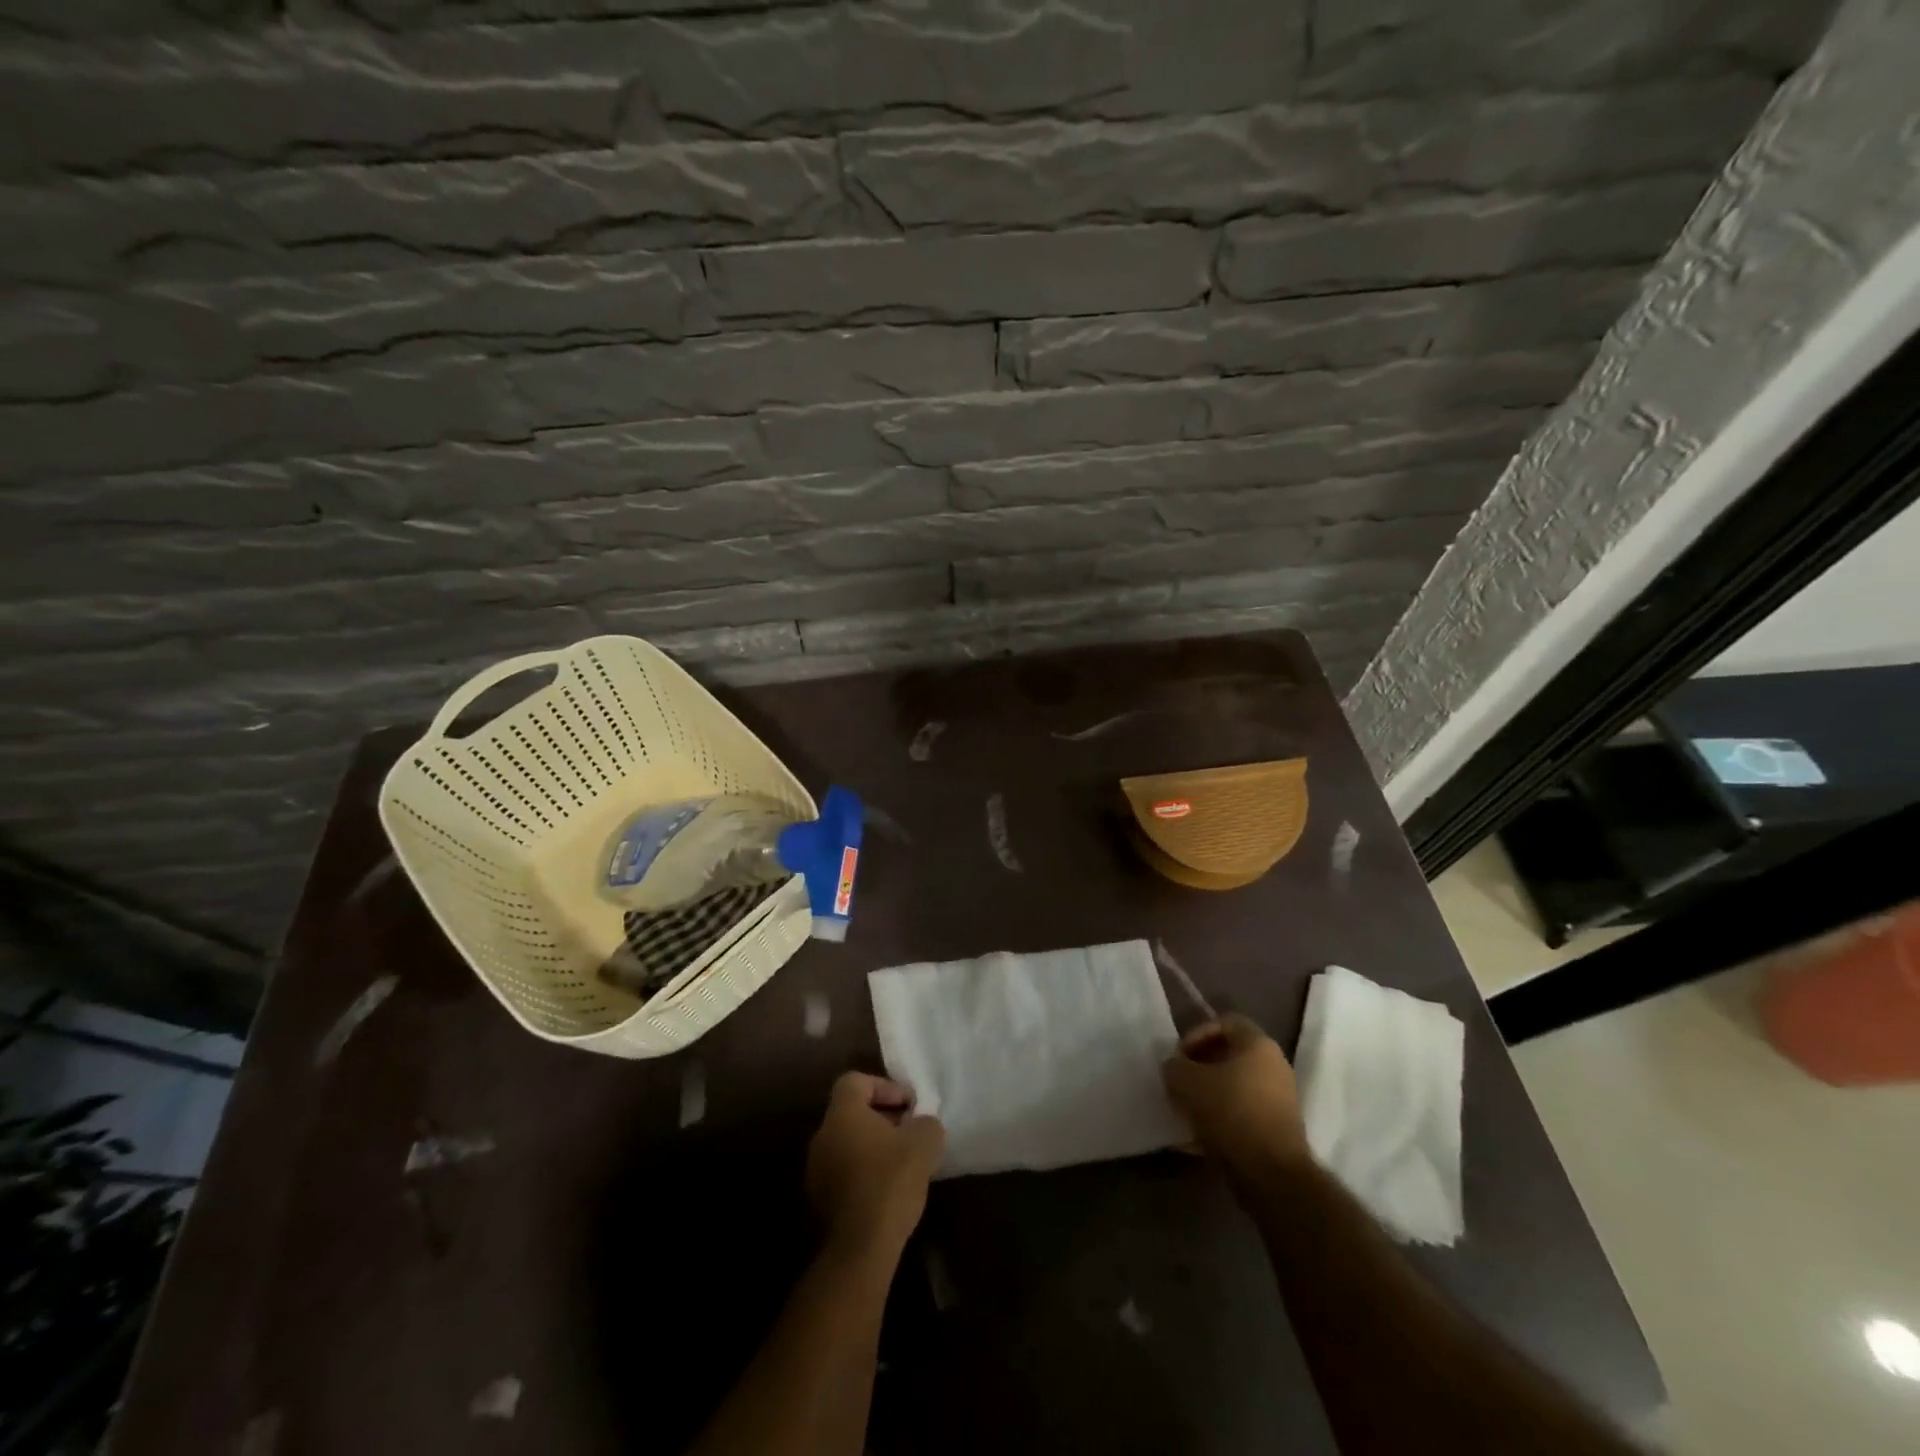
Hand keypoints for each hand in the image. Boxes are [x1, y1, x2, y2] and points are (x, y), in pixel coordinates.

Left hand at [806, 1072, 944, 1260]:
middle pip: (851, 1112)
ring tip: (901, 1163)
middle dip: (883, 1117)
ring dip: (873, 1146)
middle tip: (910, 1132)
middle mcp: (822, 1136)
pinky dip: (863, 1170)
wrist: (859, 1249)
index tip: (909, 1106)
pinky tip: (886, 1189)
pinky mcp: (818, 1199)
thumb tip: (922, 1123)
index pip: (855, 1081)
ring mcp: (815, 1169)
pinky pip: (843, 1170)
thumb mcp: (924, 1144)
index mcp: (842, 1114)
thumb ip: (926, 1123)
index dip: (885, 1087)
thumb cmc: (890, 1183)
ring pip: (847, 1143)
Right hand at [1162, 1013, 1309, 1182]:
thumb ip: (1174, 1067)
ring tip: (1185, 1109)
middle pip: (1230, 1055)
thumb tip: (1174, 1068)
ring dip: (1208, 1094)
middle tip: (1179, 1081)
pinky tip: (1197, 1136)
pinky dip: (1220, 1118)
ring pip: (1235, 1086)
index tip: (1179, 1056)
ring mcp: (1279, 1099)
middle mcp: (1275, 1066)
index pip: (1225, 1022)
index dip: (1197, 1034)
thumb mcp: (1188, 1082)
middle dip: (1200, 1066)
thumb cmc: (1231, 1112)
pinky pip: (1242, 1113)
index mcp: (1259, 1045)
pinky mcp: (1277, 1129)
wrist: (1272, 1173)